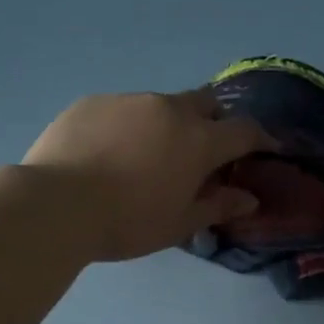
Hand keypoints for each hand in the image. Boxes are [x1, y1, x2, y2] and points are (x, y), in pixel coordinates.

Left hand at [21, 89, 271, 262]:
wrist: (56, 204)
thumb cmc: (128, 221)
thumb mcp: (179, 223)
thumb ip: (218, 206)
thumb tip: (249, 199)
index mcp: (198, 140)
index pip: (244, 130)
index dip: (261, 138)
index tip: (267, 147)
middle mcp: (169, 109)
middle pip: (206, 103)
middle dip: (214, 120)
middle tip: (205, 148)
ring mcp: (129, 100)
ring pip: (161, 105)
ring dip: (167, 124)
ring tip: (146, 155)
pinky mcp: (93, 102)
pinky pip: (122, 109)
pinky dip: (128, 126)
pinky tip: (108, 153)